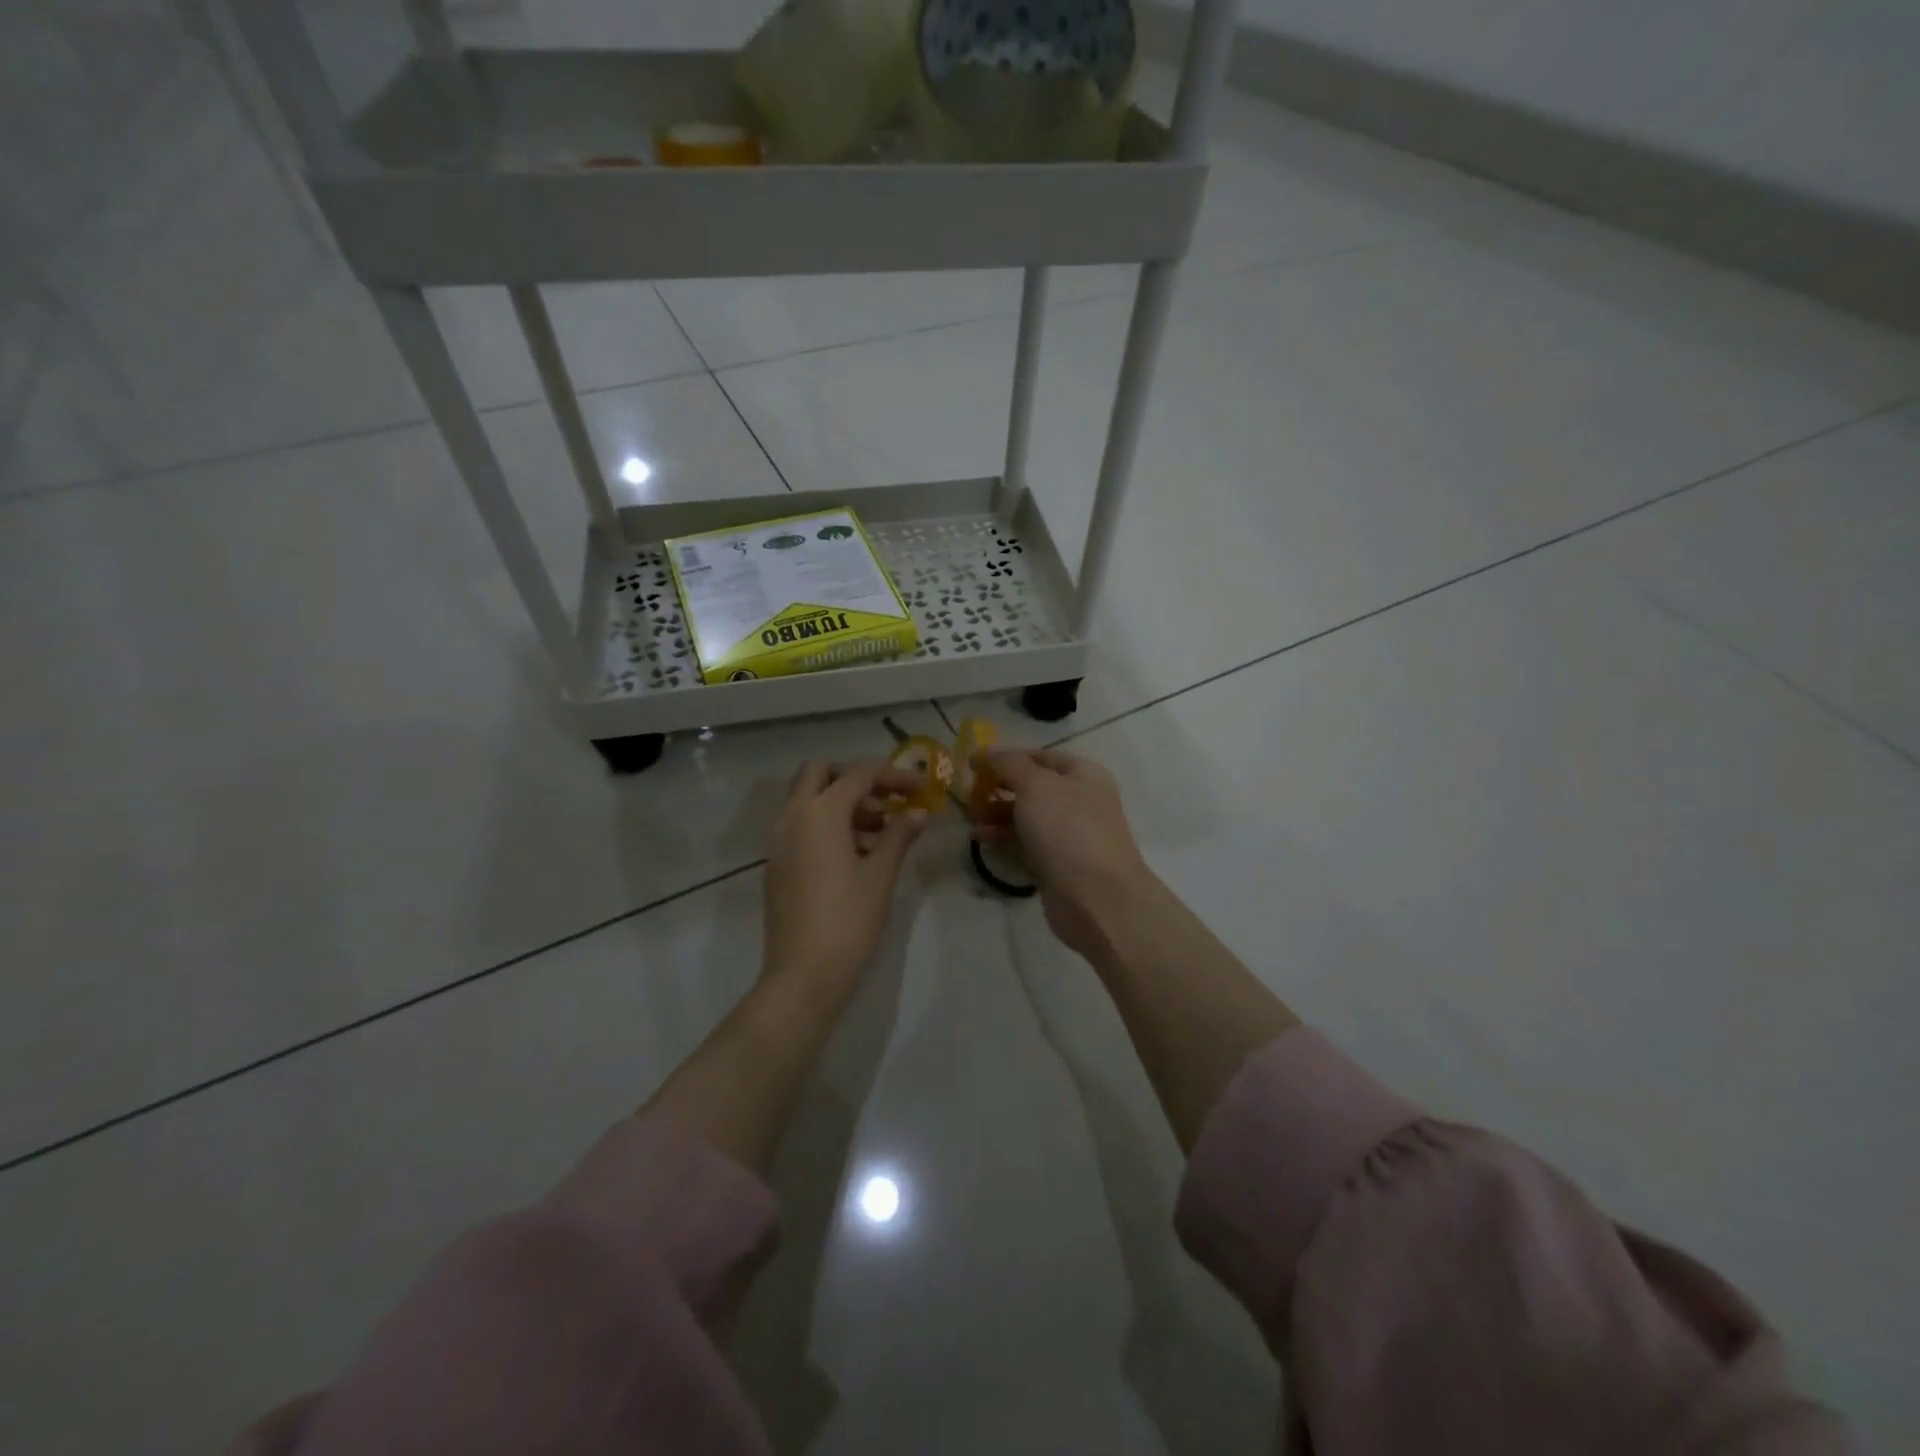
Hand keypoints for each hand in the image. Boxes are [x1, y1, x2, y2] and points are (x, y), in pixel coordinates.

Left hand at [762, 760, 926, 1011]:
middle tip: (887, 798)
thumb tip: (918, 813)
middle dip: (855, 777)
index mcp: (818, 814)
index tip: (922, 788)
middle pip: (819, 773)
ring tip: (880, 829)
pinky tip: (857, 852)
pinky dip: (827, 822)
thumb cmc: (848, 921)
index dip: (893, 776)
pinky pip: (800, 824)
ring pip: (807, 799)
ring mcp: (778, 841)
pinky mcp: (777, 864)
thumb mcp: (880, 875)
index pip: (858, 776)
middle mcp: (791, 818)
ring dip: (841, 801)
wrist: (803, 976)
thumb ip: (899, 836)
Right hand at [974, 749, 1154, 959]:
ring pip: (1026, 817)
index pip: (1038, 757)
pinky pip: (1026, 844)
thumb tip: (985, 751)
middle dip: (998, 789)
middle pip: (1031, 787)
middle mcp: (1079, 800)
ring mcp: (1069, 834)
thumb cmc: (1067, 830)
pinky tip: (981, 841)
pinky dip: (1004, 840)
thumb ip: (1008, 764)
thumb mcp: (1036, 785)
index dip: (1005, 758)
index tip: (972, 766)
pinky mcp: (1057, 864)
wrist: (1097, 897)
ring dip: (996, 815)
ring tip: (970, 821)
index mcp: (1082, 774)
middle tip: (968, 796)